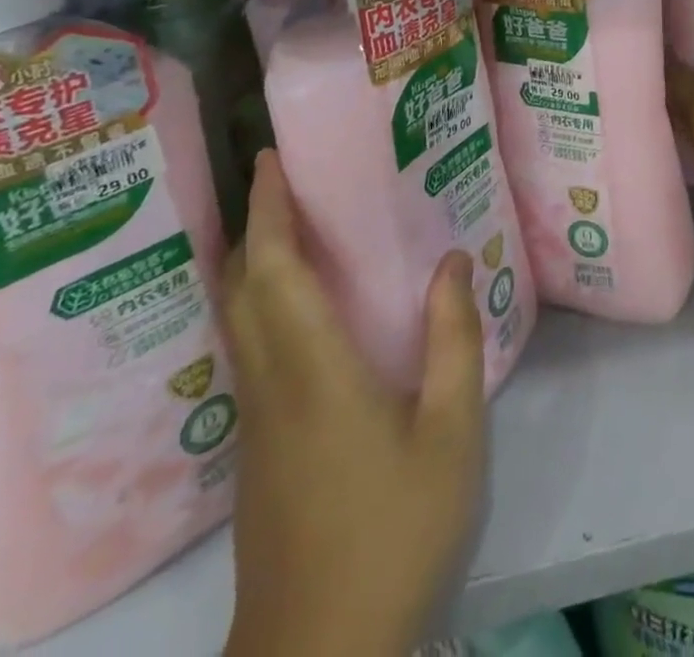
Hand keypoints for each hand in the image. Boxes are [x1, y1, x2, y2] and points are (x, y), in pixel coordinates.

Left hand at [223, 151, 484, 656]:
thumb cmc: (394, 534)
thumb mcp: (452, 433)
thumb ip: (454, 340)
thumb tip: (452, 262)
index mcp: (314, 372)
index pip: (275, 271)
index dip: (269, 210)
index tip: (269, 159)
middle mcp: (271, 386)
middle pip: (242, 291)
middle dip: (254, 226)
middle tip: (282, 180)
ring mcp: (256, 425)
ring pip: (239, 324)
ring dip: (254, 266)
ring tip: (292, 229)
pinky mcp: (258, 455)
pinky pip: (252, 355)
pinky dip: (264, 308)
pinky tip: (304, 315)